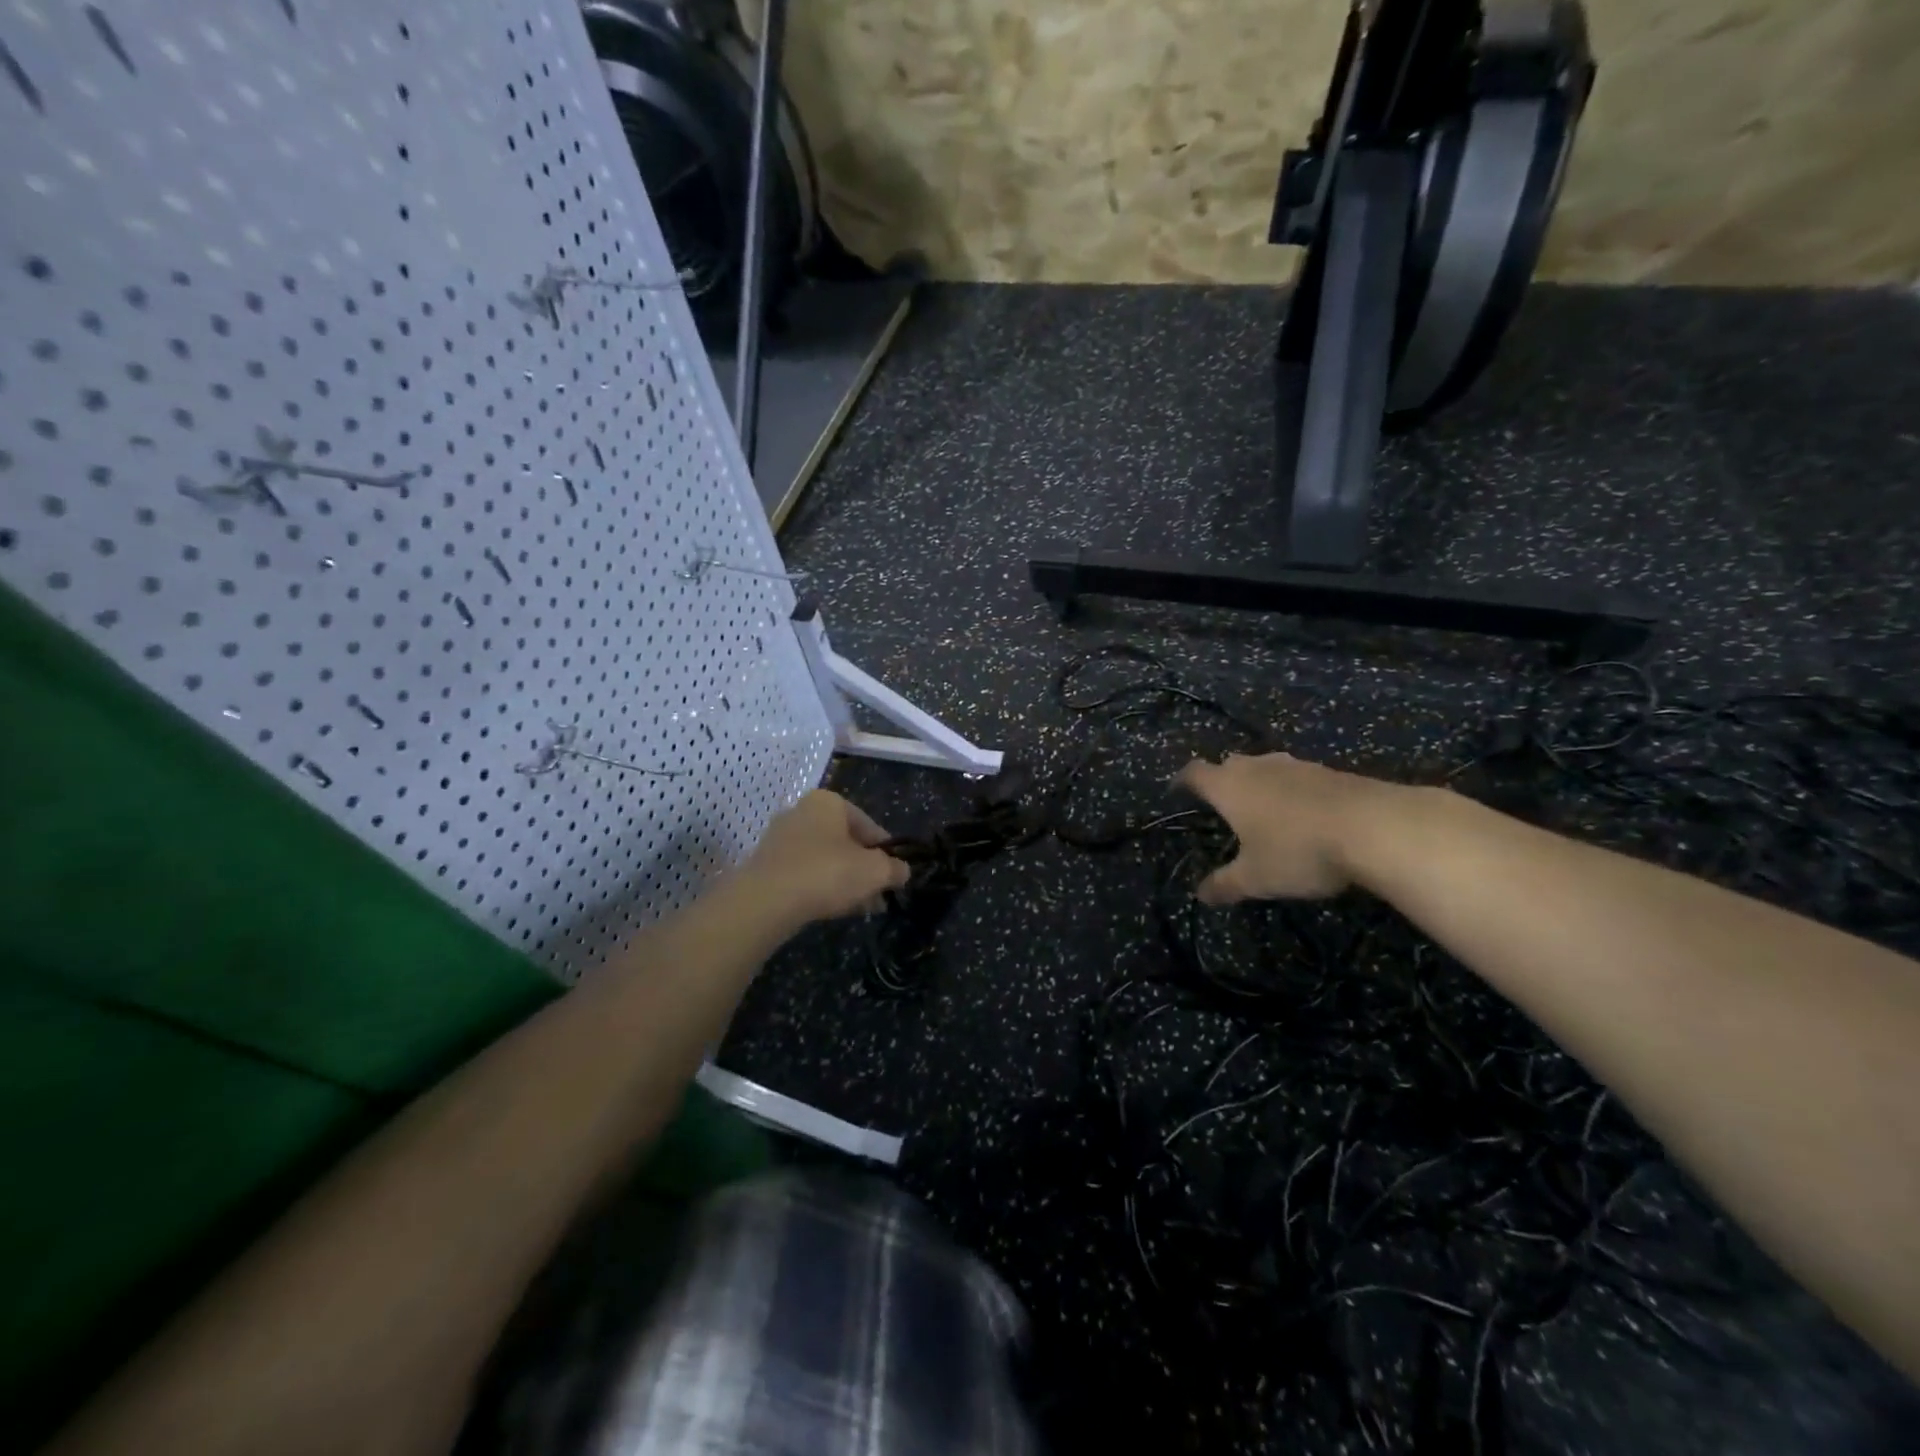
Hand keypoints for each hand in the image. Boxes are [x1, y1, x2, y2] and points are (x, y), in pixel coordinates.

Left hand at [741, 790, 909, 924]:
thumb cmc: (827, 872)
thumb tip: (903, 871)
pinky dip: (820, 887)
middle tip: (879, 894)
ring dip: (845, 880)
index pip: (869, 825)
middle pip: (845, 842)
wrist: (766, 900)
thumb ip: (895, 869)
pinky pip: (804, 872)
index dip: (886, 852)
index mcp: (828, 801)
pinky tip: (833, 908)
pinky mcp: (766, 863)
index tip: (895, 875)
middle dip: (864, 868)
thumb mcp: (875, 871)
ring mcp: (780, 837)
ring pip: (825, 859)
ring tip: (861, 906)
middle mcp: (802, 811)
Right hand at [1176, 753, 1402, 904]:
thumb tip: (1200, 895)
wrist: (1375, 827)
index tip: (1177, 791)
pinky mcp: (1330, 772)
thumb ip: (1225, 885)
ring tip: (1263, 809)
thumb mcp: (1256, 878)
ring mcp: (1296, 766)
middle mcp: (1257, 767)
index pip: (1194, 773)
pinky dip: (1292, 791)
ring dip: (1260, 784)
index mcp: (1229, 787)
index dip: (1182, 781)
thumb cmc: (1298, 850)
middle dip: (1222, 781)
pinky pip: (1298, 777)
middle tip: (1222, 805)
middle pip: (1230, 764)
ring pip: (1266, 767)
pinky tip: (1304, 815)